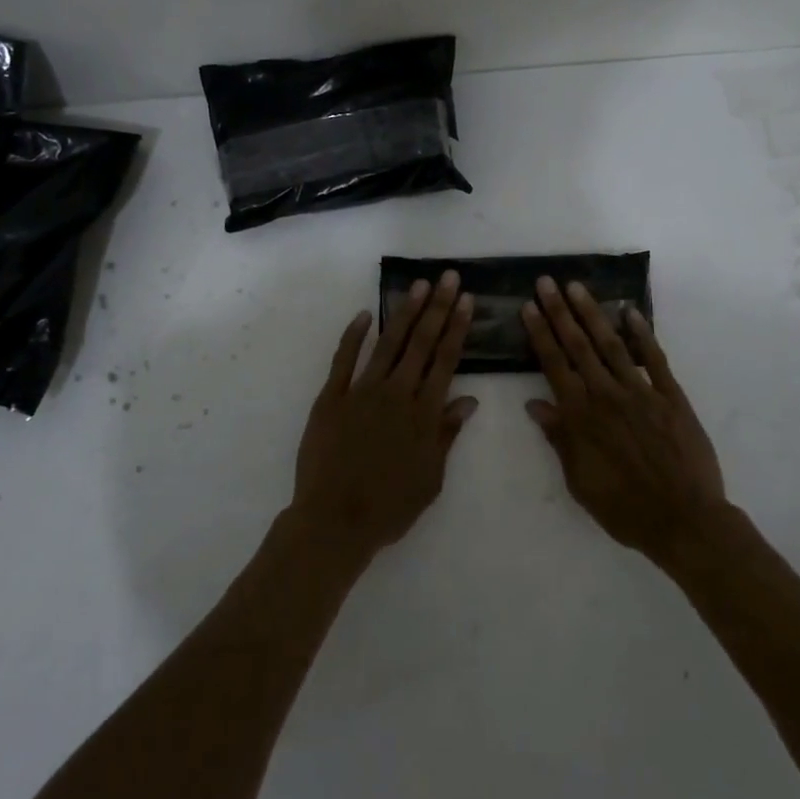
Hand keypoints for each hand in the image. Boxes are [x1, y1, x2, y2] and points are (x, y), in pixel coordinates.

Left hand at [293, 271, 477, 564]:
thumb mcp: (430, 478)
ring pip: (387, 344)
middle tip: (449, 277)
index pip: (445, 361)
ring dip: (405, 313)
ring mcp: (361, 392)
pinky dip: (354, 335)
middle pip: (421, 343)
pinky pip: (344, 359)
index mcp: (423, 414)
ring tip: (419, 286)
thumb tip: (469, 400)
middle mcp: (396, 394)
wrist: (334, 521)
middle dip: (438, 308)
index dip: (457, 328)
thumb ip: (447, 434)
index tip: (466, 301)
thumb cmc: (390, 507)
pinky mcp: (331, 397)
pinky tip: (366, 314)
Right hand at [522, 277, 725, 563]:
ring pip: (612, 344)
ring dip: (592, 313)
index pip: (554, 364)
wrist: (683, 519)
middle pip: (578, 345)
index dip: (540, 333)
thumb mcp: (578, 480)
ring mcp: (641, 392)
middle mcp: (606, 395)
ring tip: (577, 287)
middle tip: (547, 282)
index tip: (529, 306)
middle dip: (560, 311)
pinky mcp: (671, 396)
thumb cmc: (623, 507)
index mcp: (581, 416)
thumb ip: (559, 438)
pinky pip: (654, 358)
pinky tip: (630, 312)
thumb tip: (535, 404)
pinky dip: (642, 333)